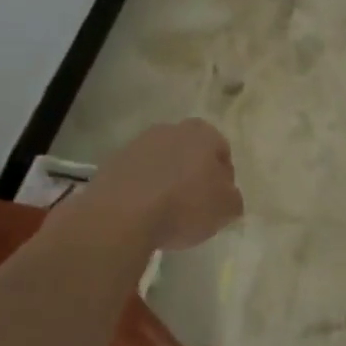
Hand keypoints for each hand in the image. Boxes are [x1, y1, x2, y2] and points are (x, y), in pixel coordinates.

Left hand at [83, 119, 243, 249]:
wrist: (121, 215)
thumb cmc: (184, 206)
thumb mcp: (226, 209)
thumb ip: (233, 198)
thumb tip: (227, 196)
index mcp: (203, 133)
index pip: (221, 150)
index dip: (223, 176)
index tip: (219, 200)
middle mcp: (171, 129)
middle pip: (190, 152)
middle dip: (193, 173)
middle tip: (194, 204)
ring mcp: (138, 143)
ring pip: (161, 161)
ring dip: (166, 179)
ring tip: (165, 211)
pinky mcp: (113, 162)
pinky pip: (137, 175)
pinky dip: (142, 189)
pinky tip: (143, 212)